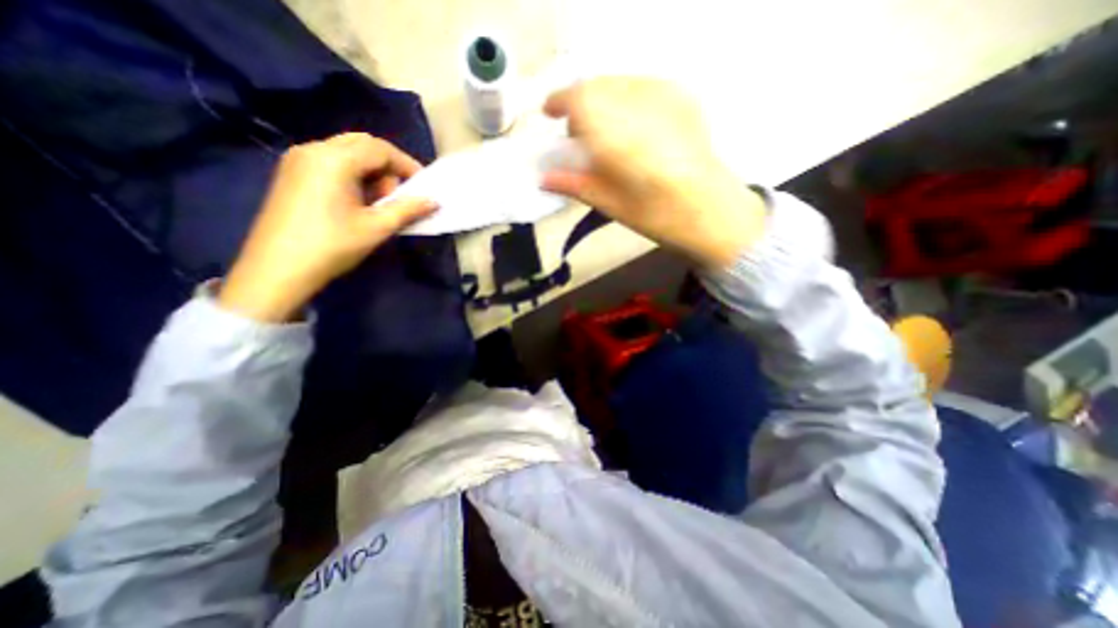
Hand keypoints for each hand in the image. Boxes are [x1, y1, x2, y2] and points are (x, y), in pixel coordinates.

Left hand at [215, 131, 430, 321]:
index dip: (407, 165)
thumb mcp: (377, 228)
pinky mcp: (292, 173)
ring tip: (378, 203)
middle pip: (362, 145)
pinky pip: (331, 162)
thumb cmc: (333, 246)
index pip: (380, 149)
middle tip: (399, 195)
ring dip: (371, 171)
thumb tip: (433, 201)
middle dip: (388, 166)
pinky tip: (358, 202)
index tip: (423, 186)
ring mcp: (299, 160)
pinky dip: (353, 175)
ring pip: (347, 152)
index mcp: (334, 159)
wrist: (278, 268)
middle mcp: (314, 149)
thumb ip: (408, 209)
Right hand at [541, 75, 770, 268]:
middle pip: (597, 86)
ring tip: (604, 131)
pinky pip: (641, 86)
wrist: (714, 212)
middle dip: (580, 104)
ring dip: (602, 100)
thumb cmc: (658, 217)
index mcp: (618, 136)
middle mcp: (639, 105)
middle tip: (577, 133)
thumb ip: (575, 184)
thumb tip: (543, 178)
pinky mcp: (683, 97)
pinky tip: (630, 125)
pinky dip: (625, 99)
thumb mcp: (612, 205)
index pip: (578, 98)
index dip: (559, 101)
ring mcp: (666, 96)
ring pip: (618, 84)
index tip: (549, 114)